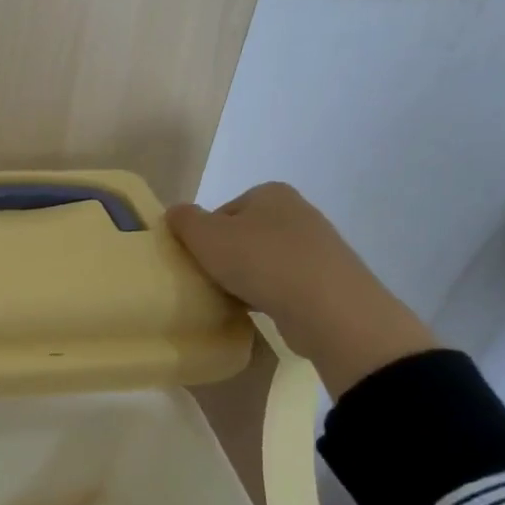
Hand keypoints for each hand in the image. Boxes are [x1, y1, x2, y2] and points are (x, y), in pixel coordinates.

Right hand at [168, 183, 436, 398]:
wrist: (328, 308)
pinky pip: (285, 284)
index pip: (223, 211)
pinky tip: (259, 312)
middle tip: (210, 281)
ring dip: (247, 278)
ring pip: (264, 261)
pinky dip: (269, 295)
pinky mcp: (327, 280)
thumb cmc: (260, 261)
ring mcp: (317, 247)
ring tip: (233, 300)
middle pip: (244, 236)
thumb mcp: (206, 236)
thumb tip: (176, 213)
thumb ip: (184, 220)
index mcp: (270, 193)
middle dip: (226, 258)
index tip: (197, 261)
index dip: (203, 237)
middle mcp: (298, 212)